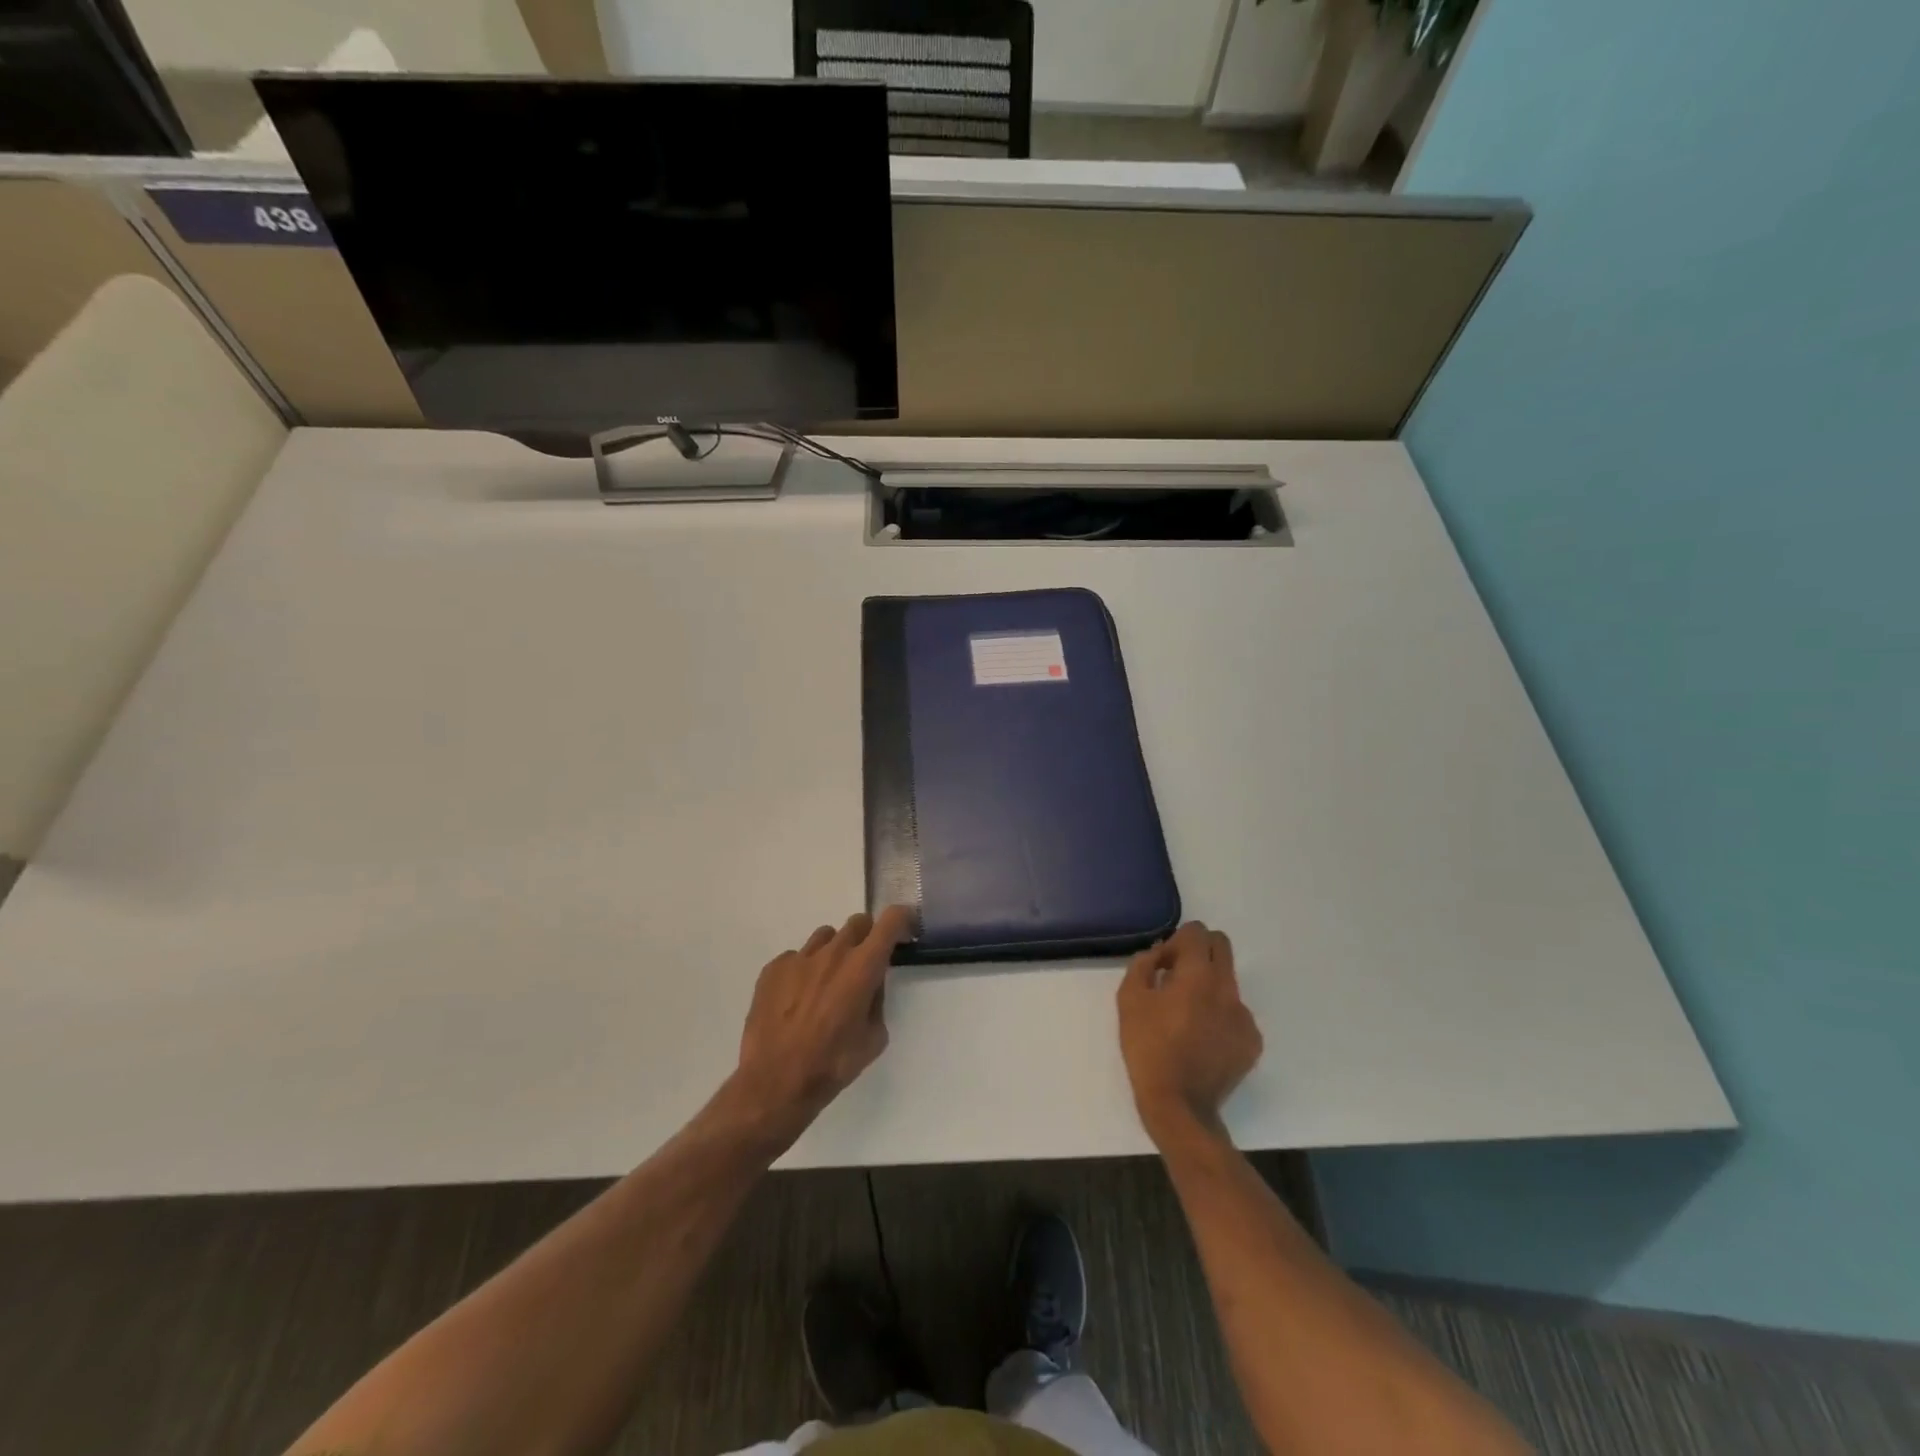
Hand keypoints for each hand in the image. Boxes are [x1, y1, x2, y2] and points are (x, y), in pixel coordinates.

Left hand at [727, 908, 912, 1150]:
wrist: (775, 1082)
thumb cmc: (832, 1064)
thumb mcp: (874, 1038)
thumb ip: (877, 1001)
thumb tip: (870, 985)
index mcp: (862, 967)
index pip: (890, 921)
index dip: (902, 919)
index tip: (905, 931)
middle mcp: (832, 953)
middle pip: (858, 923)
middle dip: (867, 938)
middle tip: (864, 965)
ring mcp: (799, 958)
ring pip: (825, 937)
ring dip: (835, 952)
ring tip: (827, 983)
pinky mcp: (773, 969)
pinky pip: (796, 957)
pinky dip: (804, 970)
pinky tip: (797, 999)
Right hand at [1118, 921, 1263, 1143]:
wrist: (1179, 1105)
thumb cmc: (1148, 1048)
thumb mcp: (1129, 1000)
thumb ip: (1142, 965)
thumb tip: (1158, 955)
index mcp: (1198, 975)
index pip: (1197, 932)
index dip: (1175, 941)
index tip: (1162, 966)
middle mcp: (1228, 989)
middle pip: (1220, 946)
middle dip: (1198, 951)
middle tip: (1176, 977)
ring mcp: (1245, 1016)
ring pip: (1228, 981)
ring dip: (1208, 985)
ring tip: (1186, 1015)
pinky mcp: (1252, 1041)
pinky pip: (1236, 1013)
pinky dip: (1220, 1015)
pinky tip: (1201, 1039)